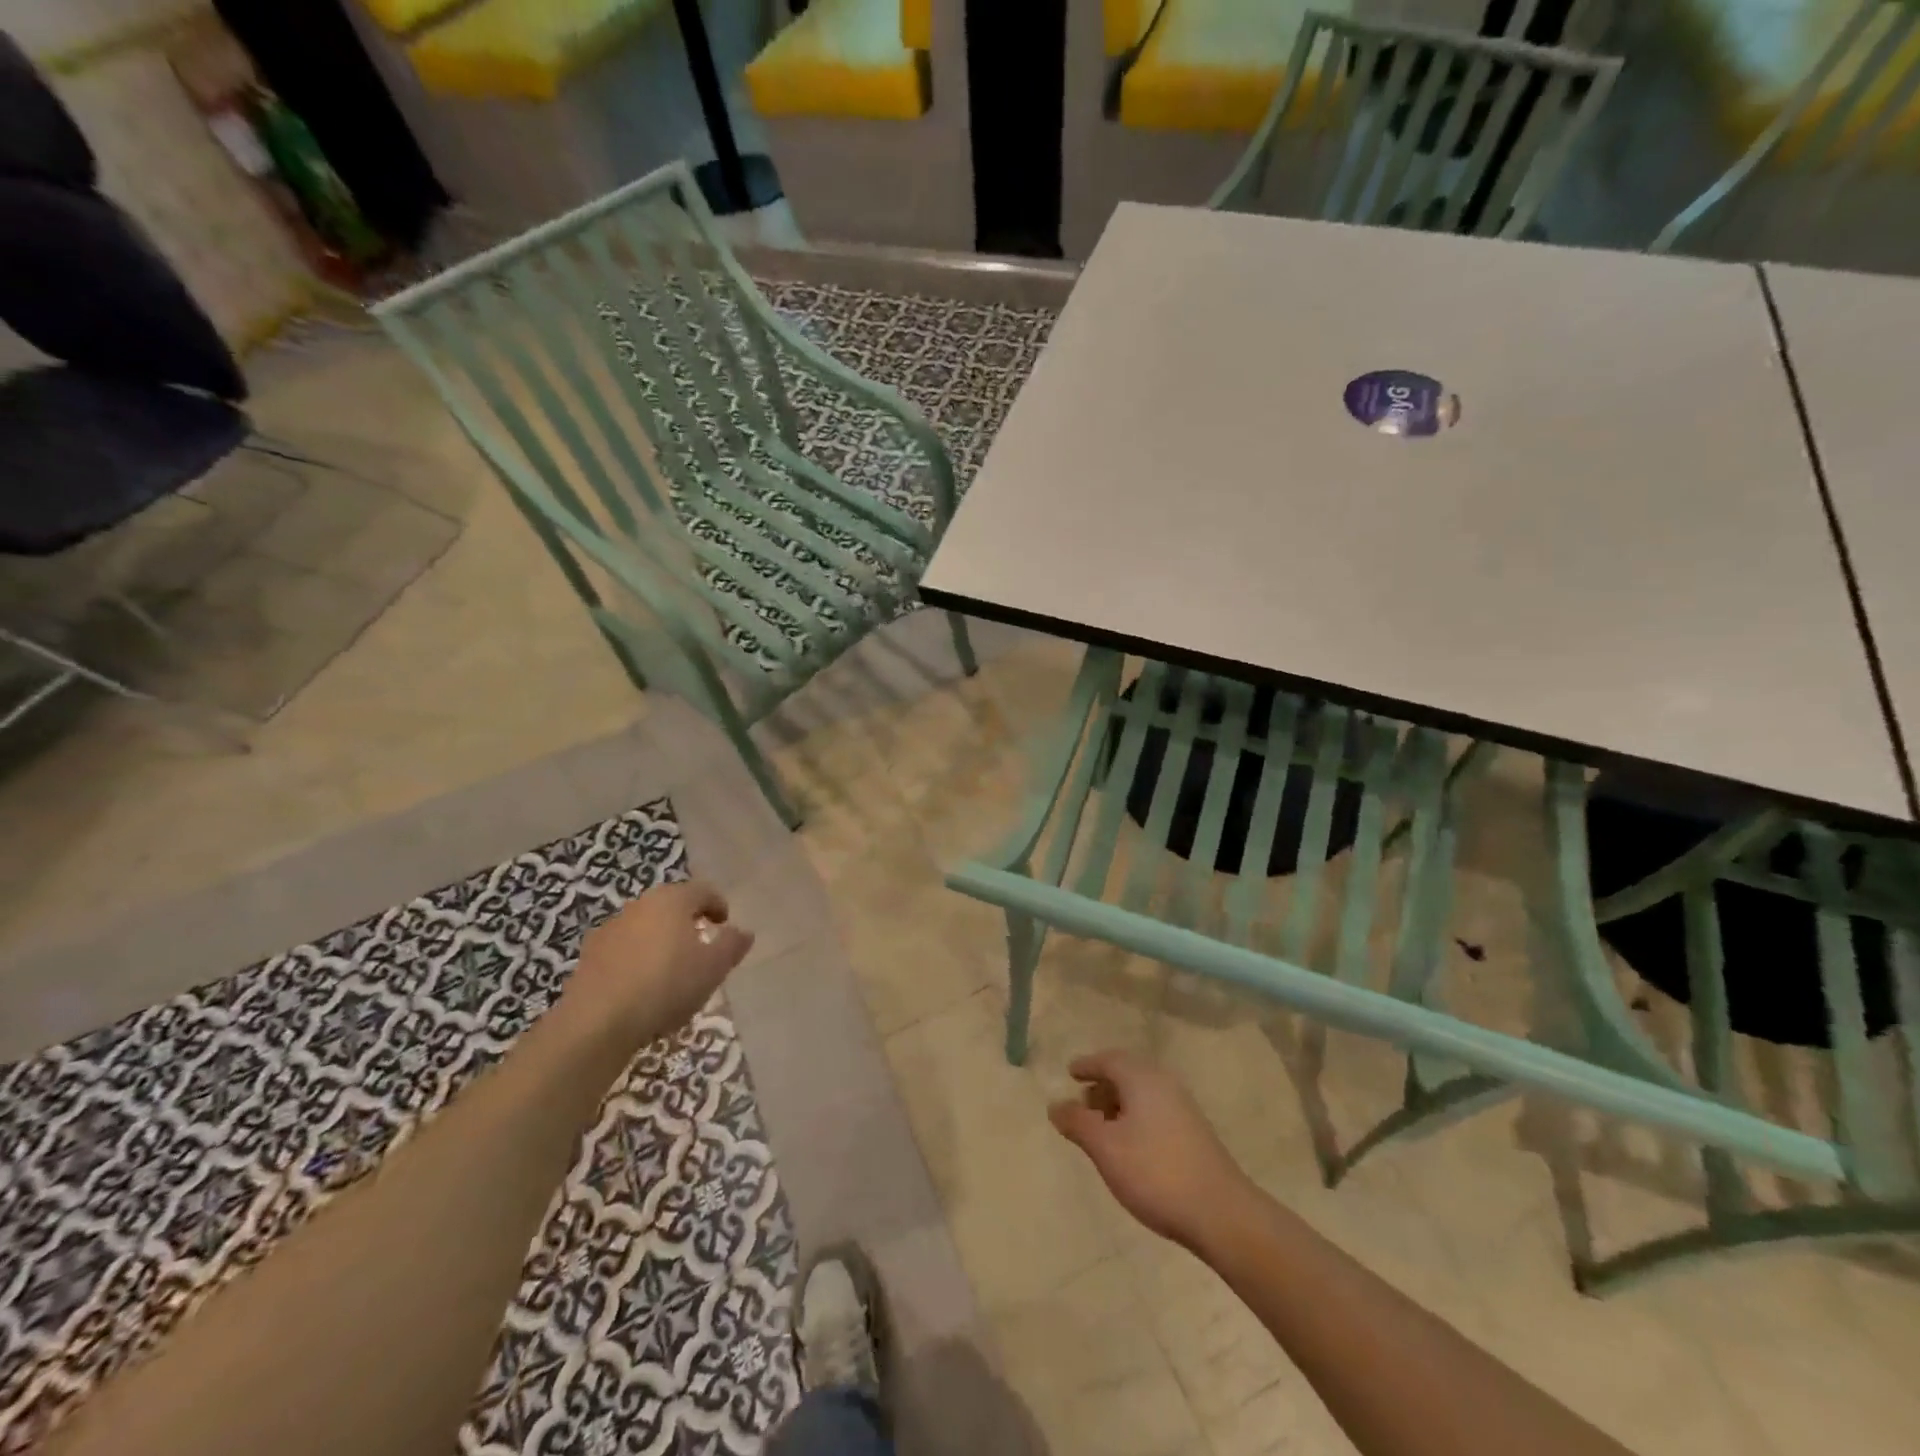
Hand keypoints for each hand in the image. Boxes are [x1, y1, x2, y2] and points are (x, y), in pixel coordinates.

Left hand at [560, 881, 753, 1046]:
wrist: (596, 1022)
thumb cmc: (665, 985)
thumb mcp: (713, 968)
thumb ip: (731, 946)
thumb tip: (743, 932)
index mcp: (672, 900)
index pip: (702, 890)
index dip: (717, 905)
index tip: (724, 924)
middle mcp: (640, 905)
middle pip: (671, 906)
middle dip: (687, 922)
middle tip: (701, 946)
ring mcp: (610, 929)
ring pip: (645, 927)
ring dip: (660, 941)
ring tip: (671, 971)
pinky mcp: (589, 956)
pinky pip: (623, 950)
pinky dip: (637, 959)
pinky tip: (642, 987)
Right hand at [1050, 1049, 1259, 1251]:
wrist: (1220, 1213)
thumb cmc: (1155, 1172)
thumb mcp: (1105, 1148)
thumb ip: (1077, 1123)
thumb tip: (1055, 1105)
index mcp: (1142, 1078)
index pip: (1109, 1059)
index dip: (1087, 1065)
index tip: (1071, 1073)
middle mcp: (1164, 1083)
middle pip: (1127, 1073)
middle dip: (1102, 1085)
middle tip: (1081, 1103)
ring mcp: (1183, 1107)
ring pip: (1142, 1094)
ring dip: (1118, 1104)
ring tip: (1100, 1128)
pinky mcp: (1194, 1132)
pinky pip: (1155, 1110)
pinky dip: (1135, 1117)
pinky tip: (1129, 1146)